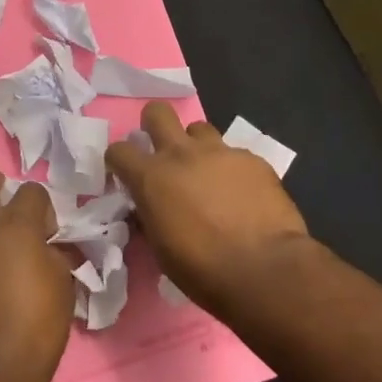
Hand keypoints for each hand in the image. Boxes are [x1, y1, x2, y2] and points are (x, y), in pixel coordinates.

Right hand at [104, 102, 311, 312]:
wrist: (263, 268)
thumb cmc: (202, 269)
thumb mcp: (160, 247)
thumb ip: (151, 216)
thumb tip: (150, 207)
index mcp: (151, 177)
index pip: (118, 150)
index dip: (118, 160)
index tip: (125, 174)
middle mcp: (182, 154)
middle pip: (158, 113)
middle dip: (154, 124)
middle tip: (161, 148)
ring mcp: (220, 152)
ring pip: (199, 128)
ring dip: (196, 145)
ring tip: (206, 171)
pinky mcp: (252, 159)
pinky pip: (234, 154)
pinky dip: (231, 169)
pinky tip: (241, 192)